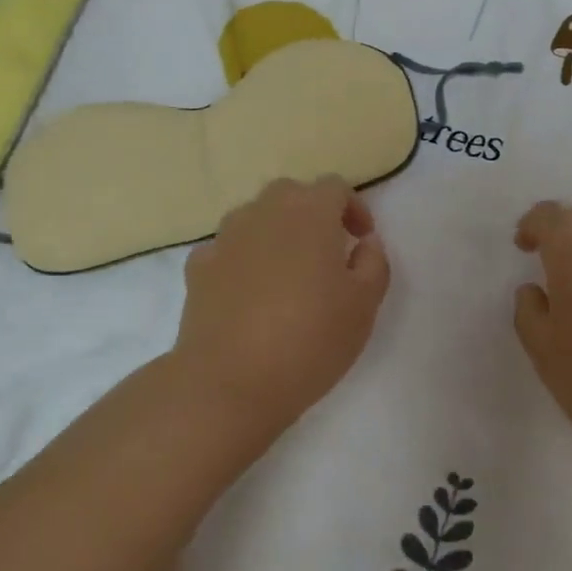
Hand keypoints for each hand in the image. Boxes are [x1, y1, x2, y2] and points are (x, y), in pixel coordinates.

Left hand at [174, 176, 390, 433]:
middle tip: (328, 250)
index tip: (362, 239)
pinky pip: (227, 248)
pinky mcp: (198, 268)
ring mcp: (225, 238)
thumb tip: (364, 242)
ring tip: (288, 270)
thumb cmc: (309, 340)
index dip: (353, 207)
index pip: (334, 187)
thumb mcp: (364, 305)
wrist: (228, 383)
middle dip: (312, 212)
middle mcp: (264, 213)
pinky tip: (250, 291)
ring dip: (276, 231)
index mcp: (309, 214)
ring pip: (255, 216)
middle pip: (291, 193)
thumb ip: (373, 263)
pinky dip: (243, 258)